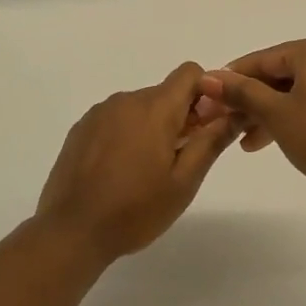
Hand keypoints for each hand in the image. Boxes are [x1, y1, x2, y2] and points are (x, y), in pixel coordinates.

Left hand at [36, 62, 236, 263]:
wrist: (71, 232)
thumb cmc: (135, 210)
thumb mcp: (183, 182)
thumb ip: (211, 142)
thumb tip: (234, 112)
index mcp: (155, 108)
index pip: (189, 73)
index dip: (205, 93)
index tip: (205, 126)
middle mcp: (126, 100)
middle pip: (165, 93)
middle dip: (179, 117)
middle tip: (179, 160)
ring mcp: (100, 112)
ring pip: (139, 107)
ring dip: (152, 127)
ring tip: (146, 171)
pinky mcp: (81, 128)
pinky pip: (115, 119)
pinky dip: (126, 134)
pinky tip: (119, 171)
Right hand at [198, 38, 305, 208]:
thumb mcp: (276, 114)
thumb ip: (242, 93)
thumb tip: (208, 77)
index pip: (262, 59)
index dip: (232, 79)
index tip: (208, 99)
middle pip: (279, 75)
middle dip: (249, 101)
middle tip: (223, 124)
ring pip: (296, 92)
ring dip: (268, 113)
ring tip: (245, 142)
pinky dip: (292, 118)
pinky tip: (275, 141)